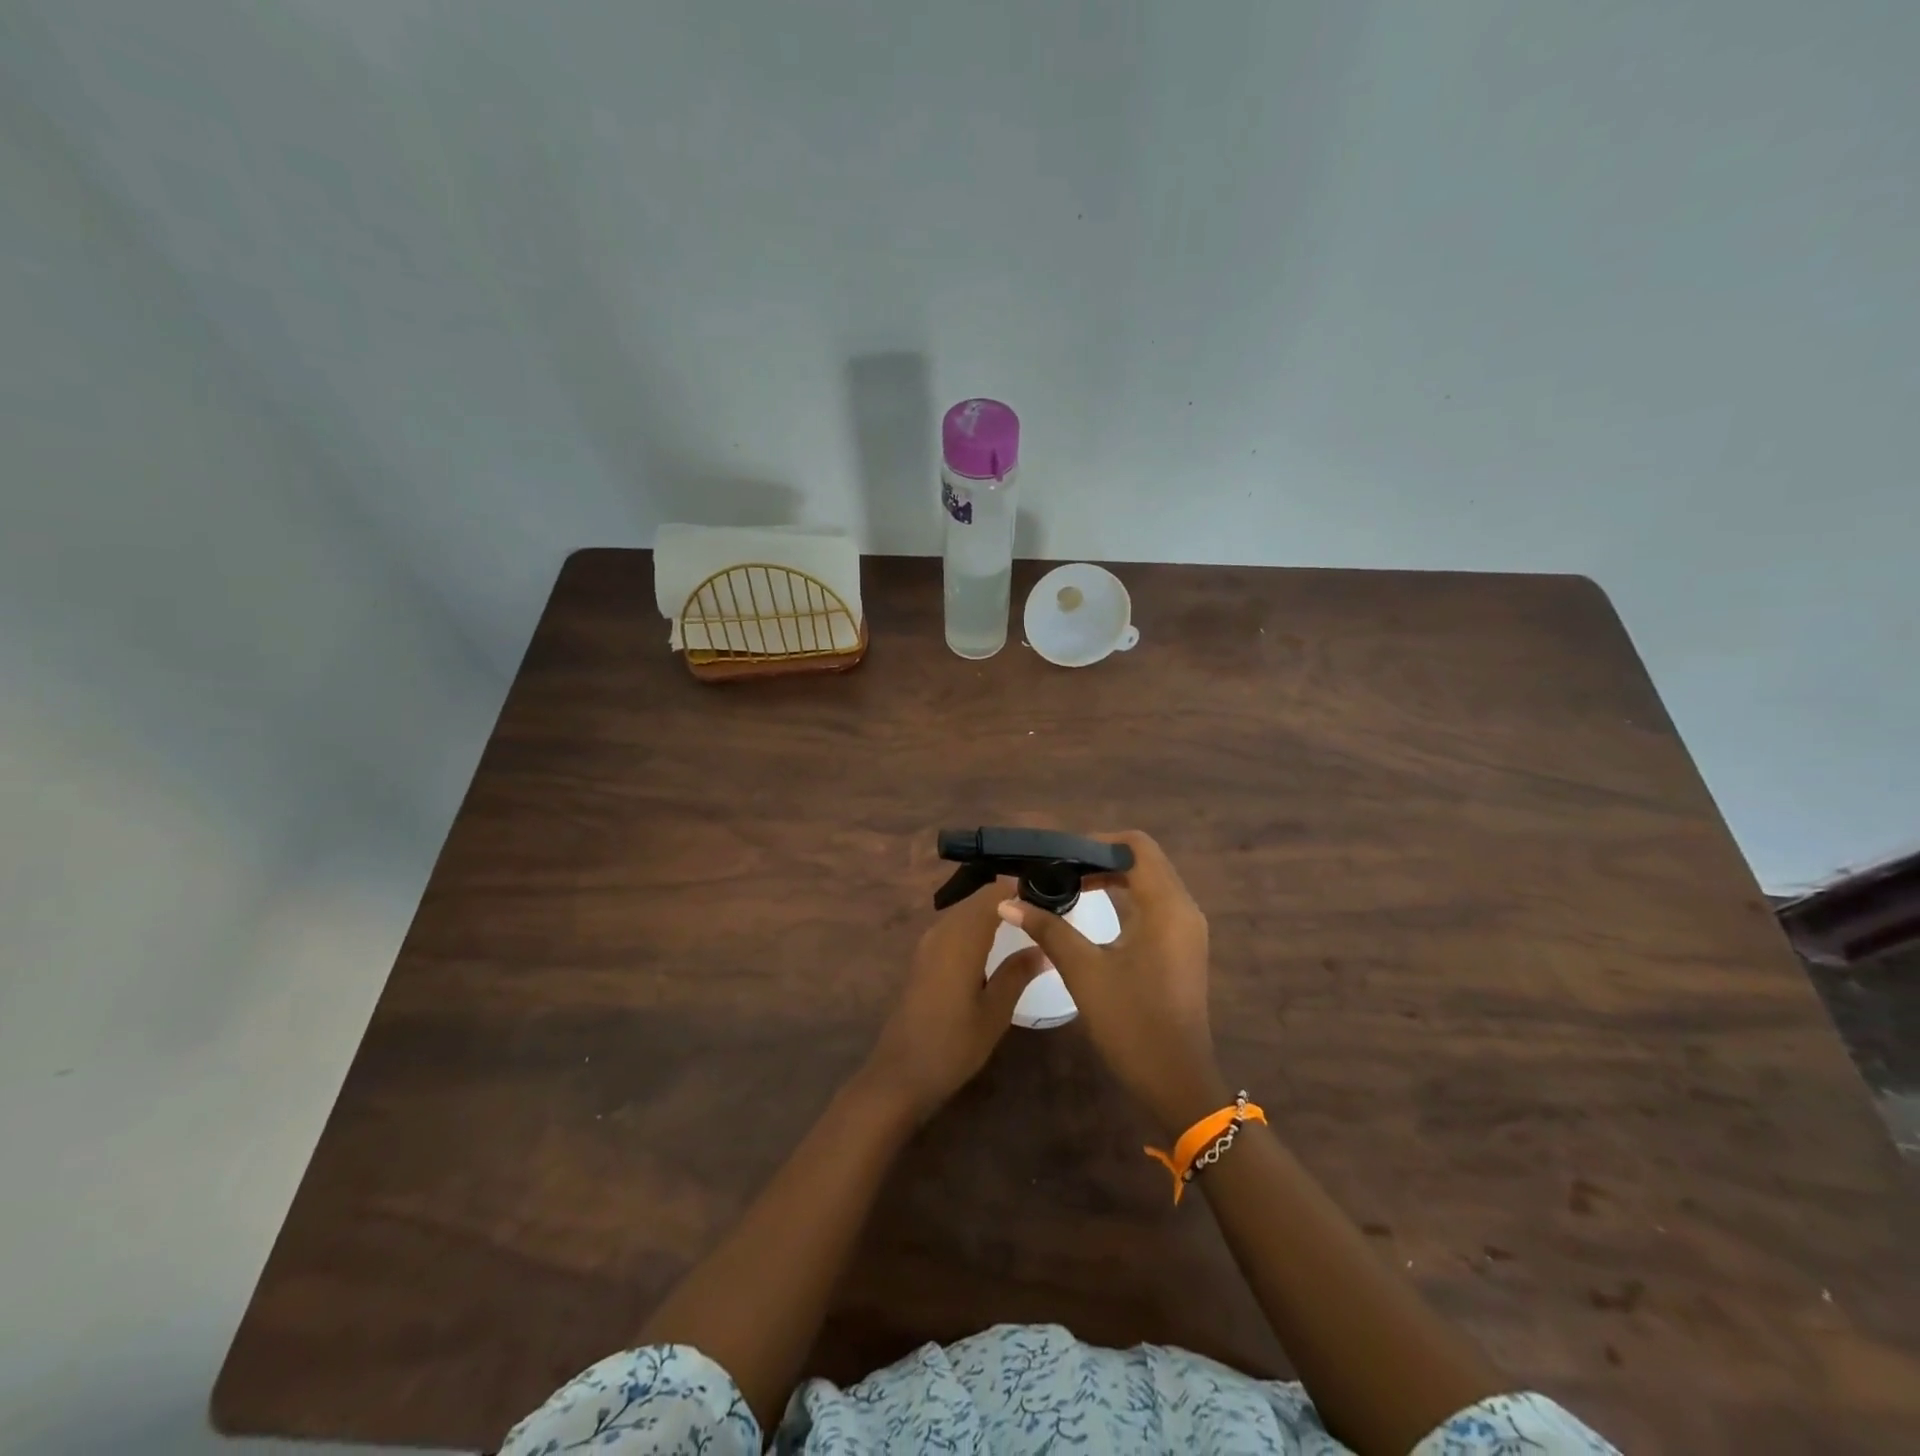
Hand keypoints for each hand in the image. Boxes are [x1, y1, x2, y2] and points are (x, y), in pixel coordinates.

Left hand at [863, 876, 1045, 1123]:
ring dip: (990, 911)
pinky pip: (953, 927)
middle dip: (1007, 898)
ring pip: (964, 912)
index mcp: (962, 939)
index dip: (1019, 889)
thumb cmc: (953, 1046)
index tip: (1049, 895)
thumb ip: (1018, 973)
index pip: (993, 894)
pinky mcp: (923, 958)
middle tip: (1042, 910)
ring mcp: (928, 944)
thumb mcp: (994, 1013)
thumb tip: (1044, 947)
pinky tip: (993, 943)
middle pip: (977, 899)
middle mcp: (942, 932)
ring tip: (1024, 923)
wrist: (901, 1074)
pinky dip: (975, 925)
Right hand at [996, 830, 1225, 1133]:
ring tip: (1067, 883)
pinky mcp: (1181, 946)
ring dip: (1111, 877)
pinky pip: (1153, 903)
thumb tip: (1007, 901)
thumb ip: (1048, 929)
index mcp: (1166, 906)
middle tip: (1057, 866)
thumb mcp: (1084, 972)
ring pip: (1148, 881)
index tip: (1058, 854)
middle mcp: (1183, 908)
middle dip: (1099, 857)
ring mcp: (1186, 929)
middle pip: (1143, 860)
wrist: (1176, 1081)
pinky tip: (1092, 909)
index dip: (1096, 843)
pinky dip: (1123, 897)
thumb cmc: (1131, 1023)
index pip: (1135, 847)